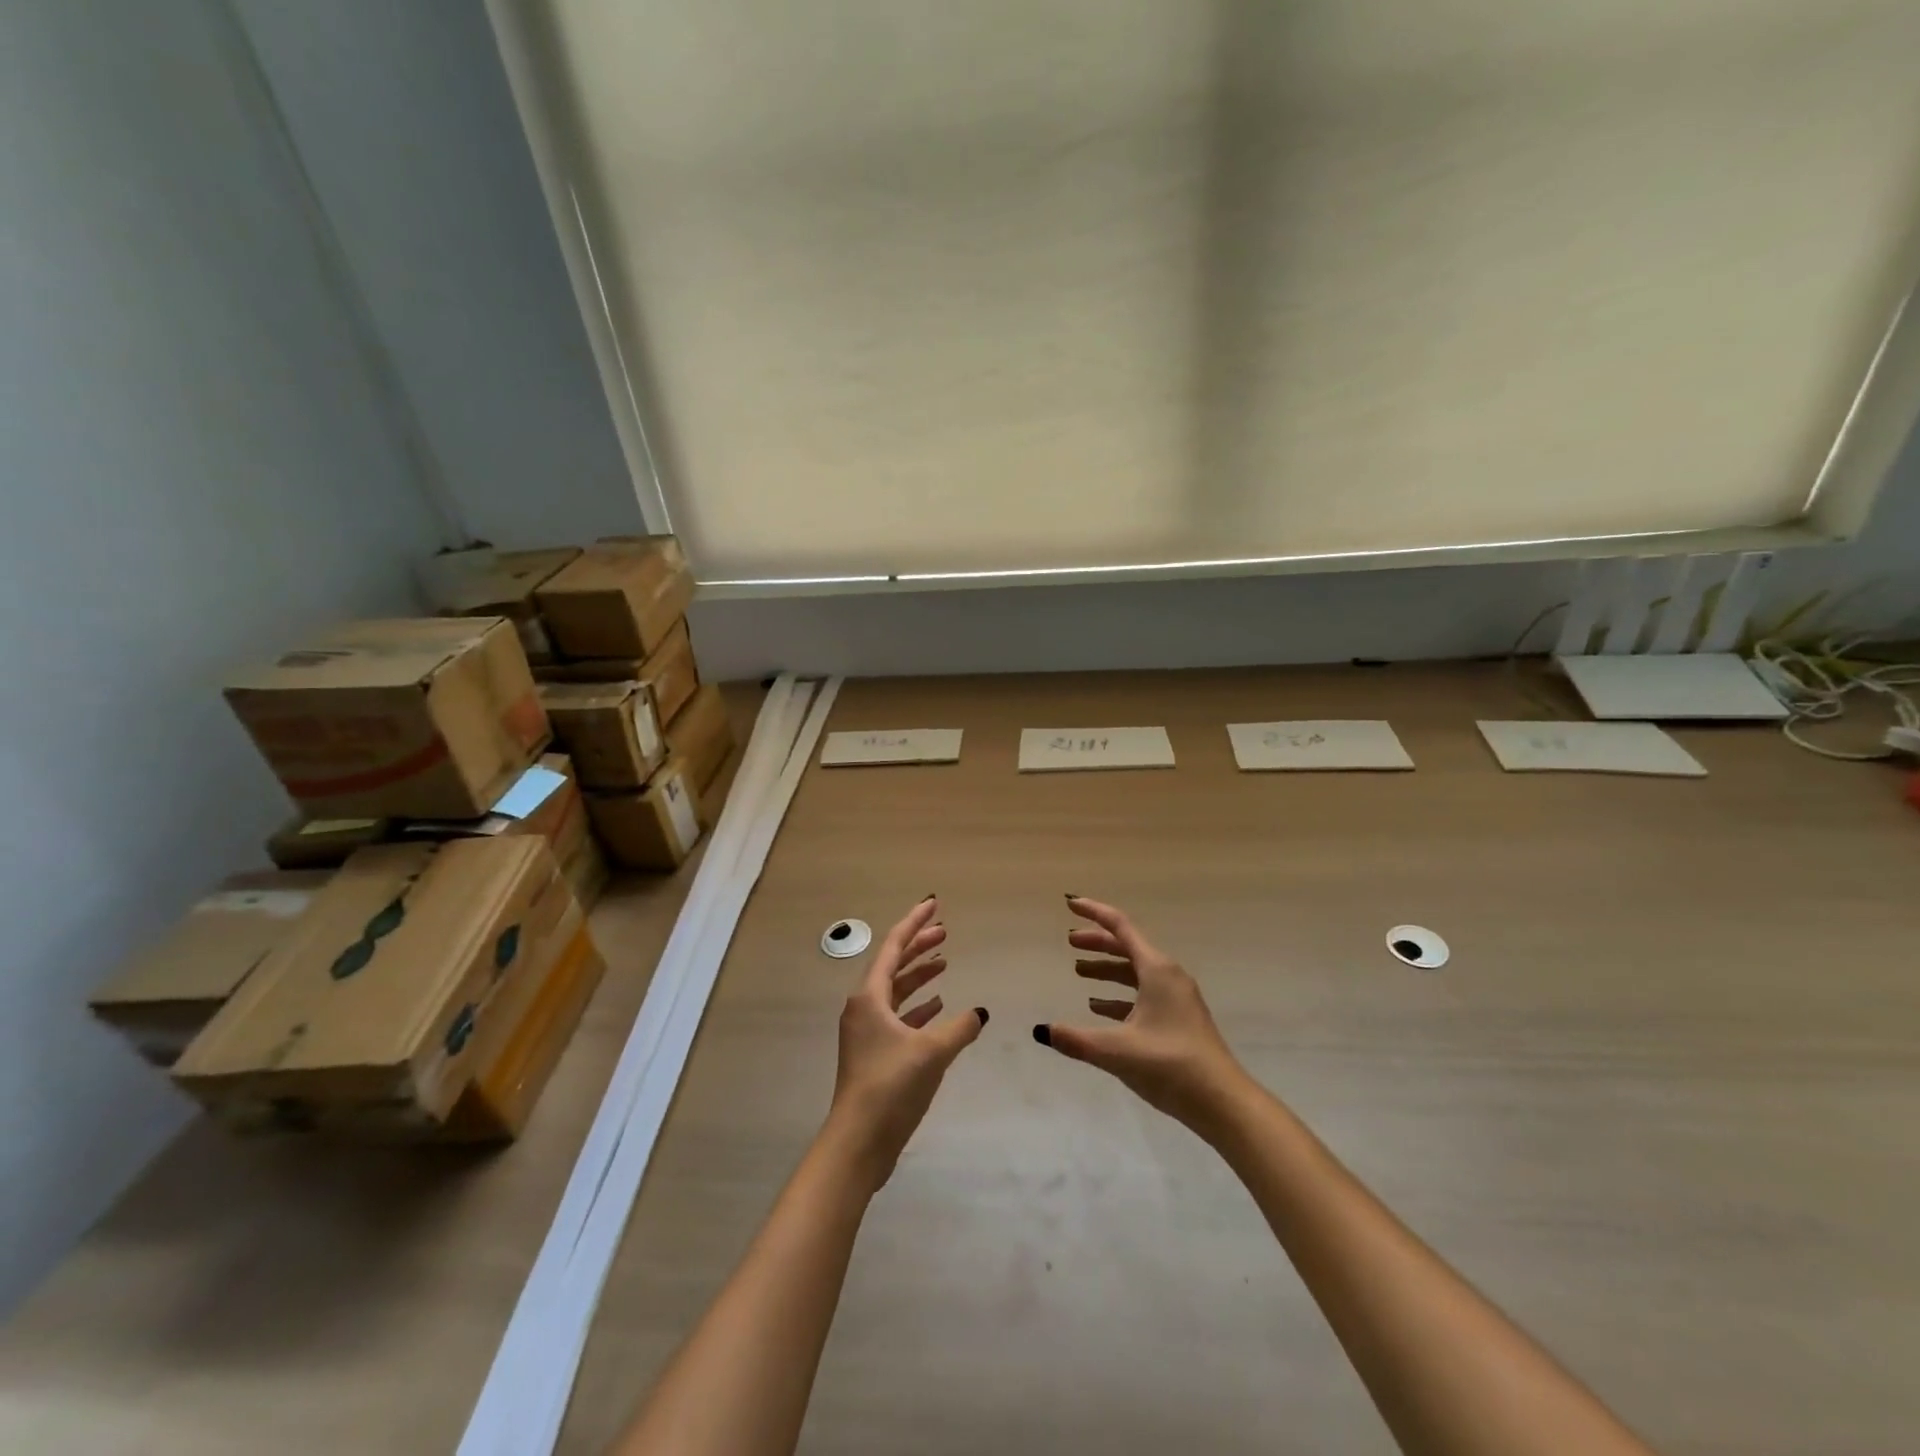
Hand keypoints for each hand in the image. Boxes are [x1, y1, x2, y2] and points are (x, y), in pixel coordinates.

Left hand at [826, 897, 986, 1189]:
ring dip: (919, 976)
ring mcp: (867, 1032)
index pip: (893, 946)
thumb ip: (960, 1028)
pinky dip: (918, 1007)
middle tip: (945, 931)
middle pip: (893, 965)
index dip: (914, 923)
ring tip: (945, 964)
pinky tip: (939, 1007)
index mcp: (869, 996)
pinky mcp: (874, 1054)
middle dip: (919, 946)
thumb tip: (980, 1012)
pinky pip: (898, 1017)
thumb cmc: (891, 1086)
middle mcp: (864, 1007)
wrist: (858, 1142)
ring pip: (896, 991)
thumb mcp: (932, 1052)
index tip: (933, 904)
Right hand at [1035, 896, 1247, 1133]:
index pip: (1120, 927)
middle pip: (1127, 947)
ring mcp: (1176, 998)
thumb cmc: (1170, 1065)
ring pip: (1135, 972)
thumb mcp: (1117, 1051)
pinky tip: (1100, 1009)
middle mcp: (1168, 976)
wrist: (1223, 1103)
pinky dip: (1119, 995)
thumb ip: (1076, 1039)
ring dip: (1107, 969)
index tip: (1070, 904)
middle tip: (1069, 943)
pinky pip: (1143, 994)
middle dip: (1097, 942)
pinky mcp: (1179, 1020)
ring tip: (1079, 973)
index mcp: (1157, 970)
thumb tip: (1041, 1031)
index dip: (1094, 913)